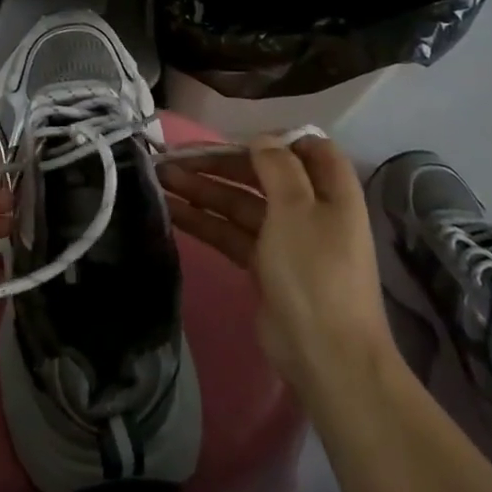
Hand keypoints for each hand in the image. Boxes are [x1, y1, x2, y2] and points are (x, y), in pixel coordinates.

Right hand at [159, 134, 397, 398]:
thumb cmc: (315, 272)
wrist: (326, 355)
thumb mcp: (297, 209)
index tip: (234, 136)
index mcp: (331, 192)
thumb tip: (261, 138)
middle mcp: (310, 210)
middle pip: (262, 175)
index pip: (309, 149)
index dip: (275, 138)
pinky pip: (230, 232)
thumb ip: (277, 167)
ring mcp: (285, 239)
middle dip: (220, 164)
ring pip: (239, 203)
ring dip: (202, 189)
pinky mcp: (263, 265)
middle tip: (176, 157)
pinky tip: (171, 210)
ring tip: (160, 177)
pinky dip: (203, 219)